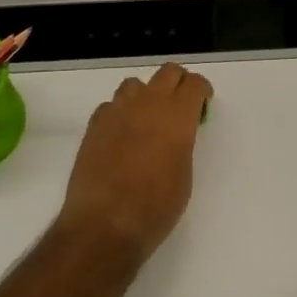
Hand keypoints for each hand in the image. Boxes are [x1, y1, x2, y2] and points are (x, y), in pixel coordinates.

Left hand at [56, 64, 213, 262]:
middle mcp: (147, 104)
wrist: (105, 224)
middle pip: (167, 73)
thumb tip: (174, 136)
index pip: (194, 83)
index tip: (203, 104)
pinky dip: (121, 113)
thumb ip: (181, 144)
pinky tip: (121, 136)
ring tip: (148, 120)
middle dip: (178, 83)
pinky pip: (111, 106)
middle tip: (181, 105)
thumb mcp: (183, 175)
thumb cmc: (155, 207)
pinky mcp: (94, 125)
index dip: (201, 90)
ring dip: (146, 95)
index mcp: (177, 116)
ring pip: (135, 85)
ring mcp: (117, 111)